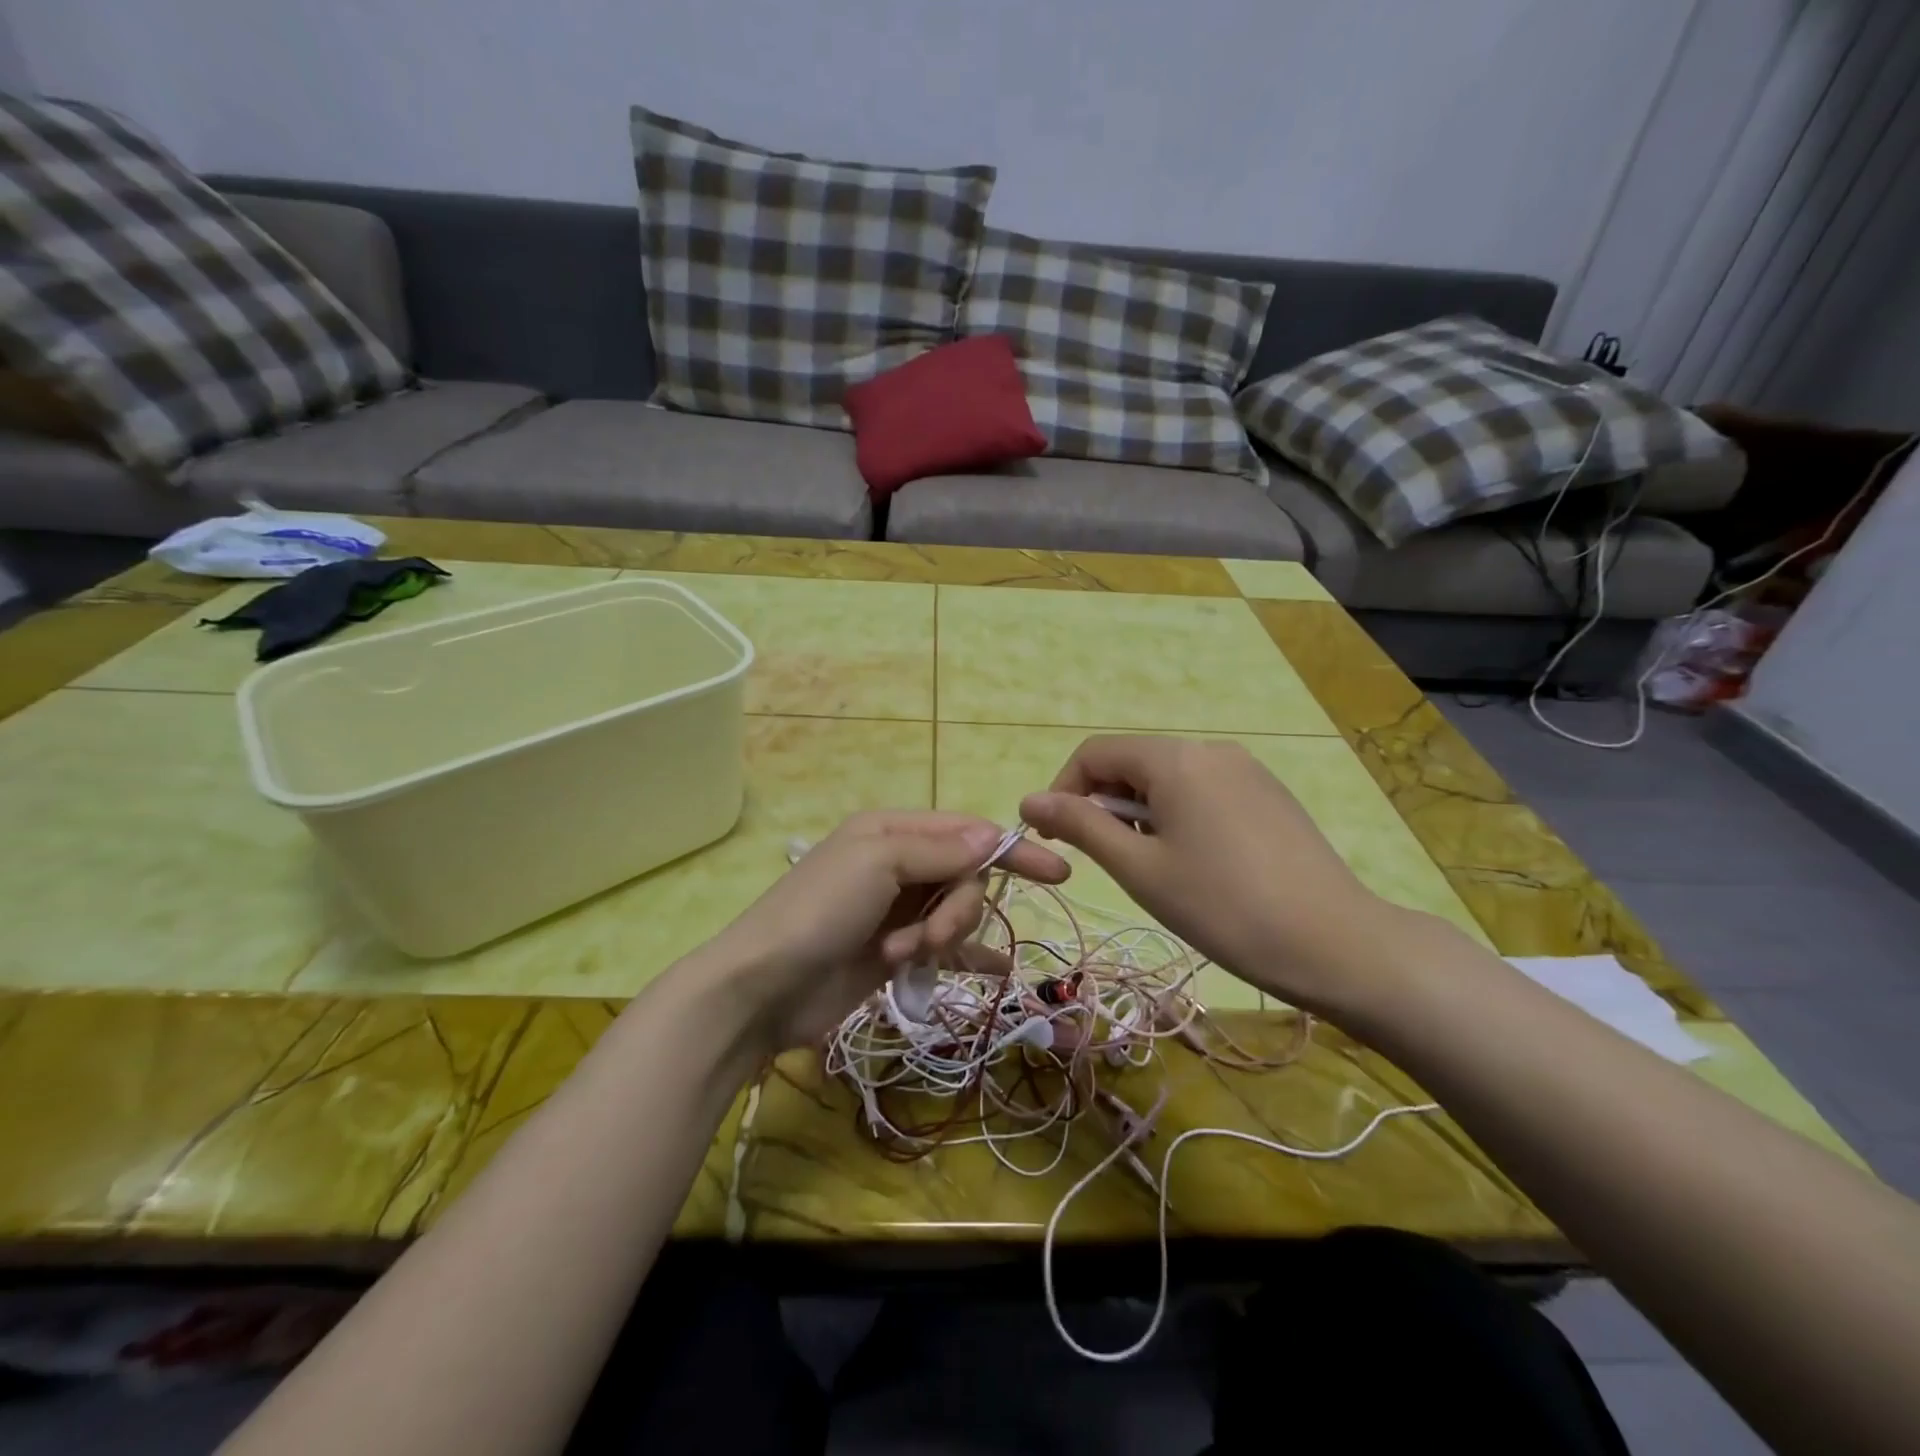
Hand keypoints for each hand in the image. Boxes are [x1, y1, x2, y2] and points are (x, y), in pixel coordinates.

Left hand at [695, 811, 1069, 1052]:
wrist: (762, 987)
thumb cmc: (819, 911)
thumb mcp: (879, 863)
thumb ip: (941, 850)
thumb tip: (993, 834)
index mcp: (892, 832)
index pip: (966, 832)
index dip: (1010, 850)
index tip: (1057, 872)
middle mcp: (897, 865)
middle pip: (964, 876)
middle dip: (957, 907)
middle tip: (928, 937)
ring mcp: (896, 911)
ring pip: (955, 912)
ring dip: (941, 936)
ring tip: (904, 957)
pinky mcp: (893, 952)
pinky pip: (944, 948)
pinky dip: (966, 956)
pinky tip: (996, 972)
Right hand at [1019, 735, 1387, 1013]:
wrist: (1335, 943)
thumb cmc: (1222, 907)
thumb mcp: (1139, 868)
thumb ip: (1080, 826)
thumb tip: (1028, 801)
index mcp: (1175, 758)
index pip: (1095, 753)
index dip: (1063, 791)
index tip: (1056, 841)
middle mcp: (1210, 749)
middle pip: (1133, 763)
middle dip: (1105, 805)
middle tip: (1110, 862)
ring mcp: (1246, 769)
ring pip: (1168, 778)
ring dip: (1141, 813)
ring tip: (1155, 869)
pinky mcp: (1269, 793)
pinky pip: (1203, 790)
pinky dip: (1179, 816)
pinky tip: (1198, 864)